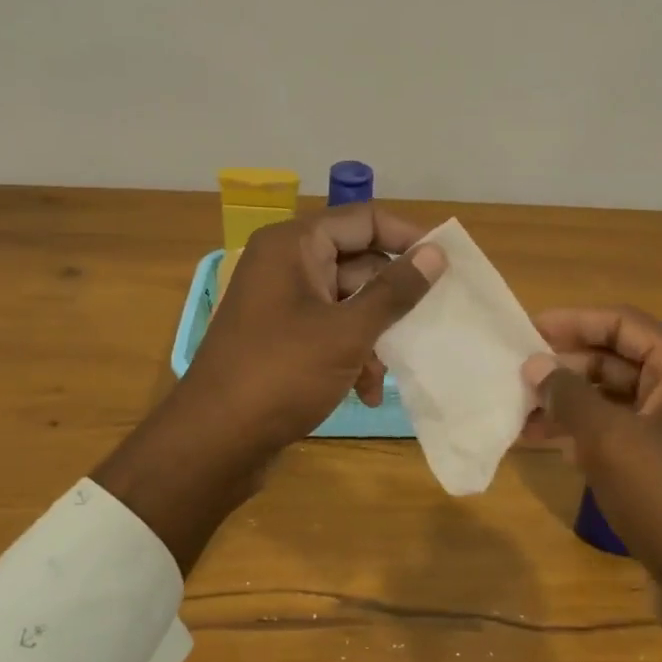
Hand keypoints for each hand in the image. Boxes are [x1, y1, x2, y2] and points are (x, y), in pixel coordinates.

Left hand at [188, 202, 446, 448]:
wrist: (214, 442)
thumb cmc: (281, 374)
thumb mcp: (347, 332)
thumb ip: (395, 291)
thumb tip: (436, 253)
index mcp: (294, 245)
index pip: (364, 219)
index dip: (408, 236)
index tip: (447, 262)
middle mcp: (286, 264)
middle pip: (358, 260)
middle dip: (391, 297)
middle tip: (429, 319)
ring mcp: (281, 301)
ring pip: (348, 300)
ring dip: (374, 334)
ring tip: (387, 371)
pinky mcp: (281, 337)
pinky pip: (330, 329)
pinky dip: (352, 354)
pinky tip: (365, 391)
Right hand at [524, 307, 661, 661]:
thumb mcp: (610, 440)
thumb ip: (567, 394)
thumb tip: (535, 363)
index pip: (623, 324)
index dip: (572, 321)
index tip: (524, 330)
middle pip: (618, 360)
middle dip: (565, 367)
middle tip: (514, 376)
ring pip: (615, 402)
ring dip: (568, 404)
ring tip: (517, 412)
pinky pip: (621, 436)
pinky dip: (584, 436)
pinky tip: (544, 444)